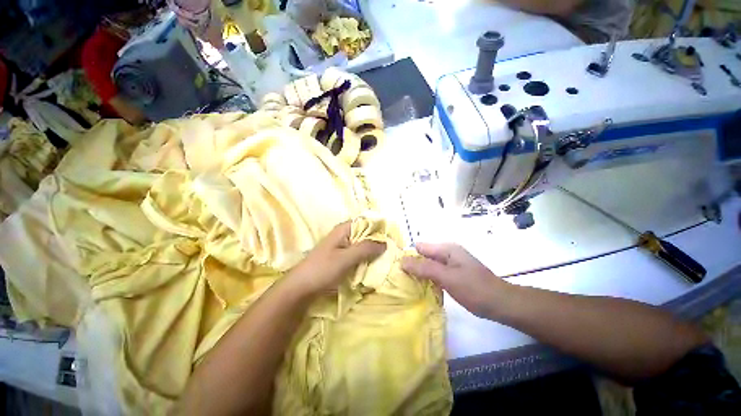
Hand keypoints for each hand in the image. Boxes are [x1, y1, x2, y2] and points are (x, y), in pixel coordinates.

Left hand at [288, 221, 385, 296]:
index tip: (392, 239)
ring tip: (385, 259)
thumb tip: (385, 243)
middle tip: (391, 252)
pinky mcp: (341, 257)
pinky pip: (357, 255)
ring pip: (362, 245)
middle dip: (377, 242)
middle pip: (366, 234)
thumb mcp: (346, 258)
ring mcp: (342, 246)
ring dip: (372, 251)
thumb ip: (365, 249)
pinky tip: (373, 265)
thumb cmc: (322, 270)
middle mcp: (344, 235)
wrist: (301, 288)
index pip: (367, 223)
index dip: (379, 229)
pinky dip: (365, 258)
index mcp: (344, 229)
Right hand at [401, 243, 506, 318]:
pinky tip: (423, 289)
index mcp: (446, 249)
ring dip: (420, 274)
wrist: (501, 304)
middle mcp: (447, 253)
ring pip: (429, 266)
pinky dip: (429, 280)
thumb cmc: (474, 289)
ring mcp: (451, 264)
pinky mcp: (453, 275)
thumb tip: (401, 260)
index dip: (409, 256)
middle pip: (423, 256)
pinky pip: (436, 274)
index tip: (398, 270)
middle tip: (401, 280)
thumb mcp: (447, 277)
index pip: (419, 247)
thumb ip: (424, 268)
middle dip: (413, 266)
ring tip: (408, 286)